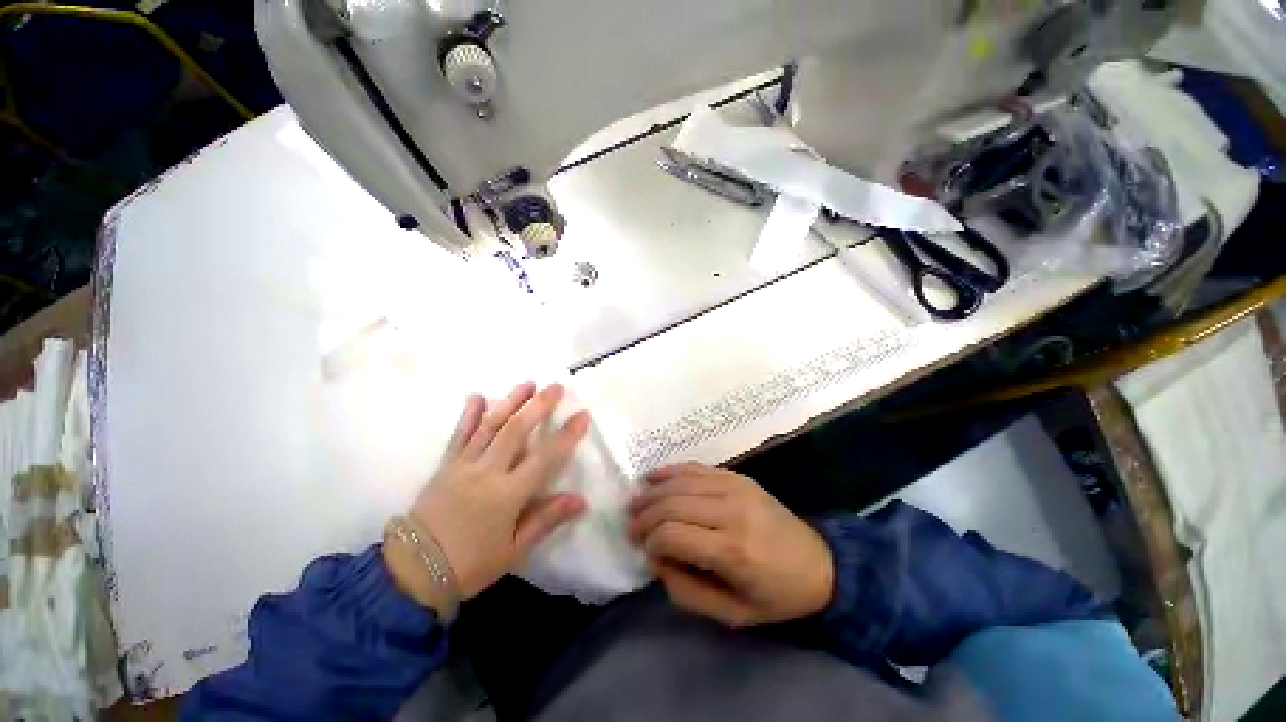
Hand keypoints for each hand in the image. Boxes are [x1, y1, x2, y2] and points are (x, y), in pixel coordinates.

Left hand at [384, 382, 589, 613]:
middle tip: (555, 386)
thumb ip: (546, 520)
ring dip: (510, 401)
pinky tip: (477, 396)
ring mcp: (463, 465)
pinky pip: (459, 435)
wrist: (412, 572)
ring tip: (527, 383)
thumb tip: (581, 500)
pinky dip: (469, 414)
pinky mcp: (446, 465)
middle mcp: (487, 472)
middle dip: (538, 405)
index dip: (566, 435)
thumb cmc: (470, 564)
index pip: (545, 457)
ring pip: (490, 426)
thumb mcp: (514, 550)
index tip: (582, 415)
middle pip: (516, 430)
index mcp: (507, 494)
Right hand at [629, 463, 833, 627]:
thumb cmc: (776, 595)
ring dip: (653, 491)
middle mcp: (732, 511)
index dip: (650, 540)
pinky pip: (697, 467)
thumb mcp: (732, 614)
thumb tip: (655, 557)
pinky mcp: (738, 476)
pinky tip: (653, 476)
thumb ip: (686, 590)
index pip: (673, 535)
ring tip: (635, 501)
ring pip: (681, 482)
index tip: (643, 549)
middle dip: (645, 513)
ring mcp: (736, 487)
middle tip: (630, 524)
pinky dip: (671, 471)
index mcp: (733, 550)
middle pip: (673, 503)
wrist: (820, 563)